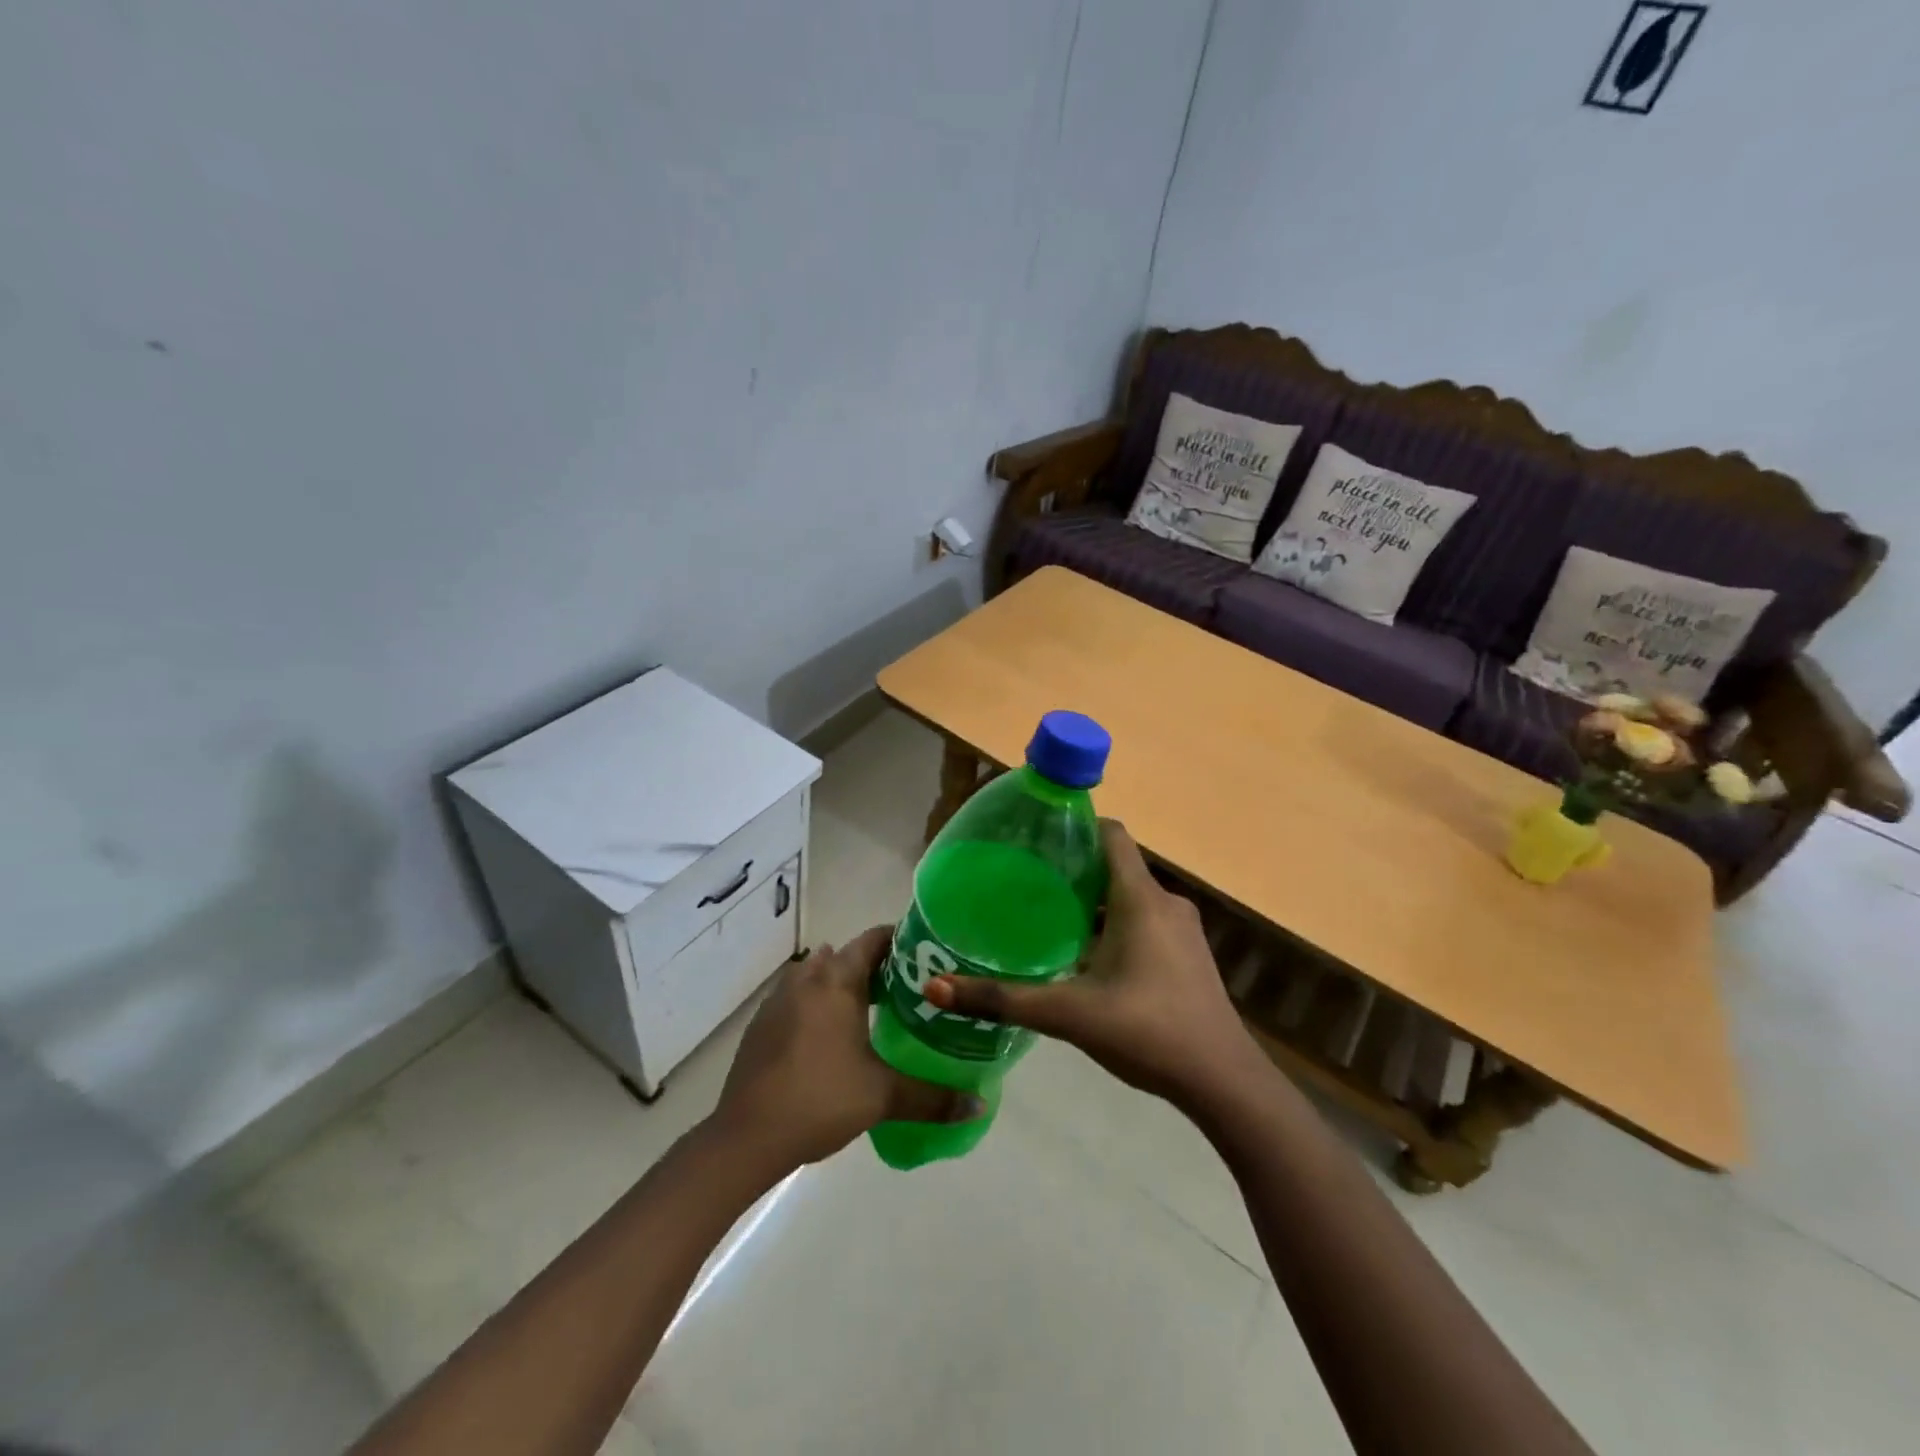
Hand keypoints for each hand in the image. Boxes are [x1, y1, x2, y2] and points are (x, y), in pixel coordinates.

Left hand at [709, 927, 982, 1172]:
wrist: (745, 1137)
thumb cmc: (820, 1100)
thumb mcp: (883, 1096)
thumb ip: (932, 1097)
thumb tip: (980, 1104)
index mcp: (837, 981)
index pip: (873, 940)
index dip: (900, 941)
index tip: (926, 954)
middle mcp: (807, 978)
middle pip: (846, 956)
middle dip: (876, 966)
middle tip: (910, 988)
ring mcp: (778, 1000)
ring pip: (819, 976)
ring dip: (844, 985)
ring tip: (874, 1010)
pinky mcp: (762, 1025)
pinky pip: (798, 999)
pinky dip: (819, 1005)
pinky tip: (832, 1038)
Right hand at [925, 820, 1260, 1107]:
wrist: (1223, 1082)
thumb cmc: (1147, 1031)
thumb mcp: (1068, 1013)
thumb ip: (1002, 999)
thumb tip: (935, 989)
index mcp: (1140, 898)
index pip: (1110, 834)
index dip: (1074, 828)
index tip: (1035, 840)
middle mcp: (1165, 902)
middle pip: (1114, 866)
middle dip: (1072, 871)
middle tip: (1026, 886)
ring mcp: (1182, 930)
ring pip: (1128, 897)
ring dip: (1092, 903)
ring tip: (1047, 919)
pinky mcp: (1188, 955)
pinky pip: (1144, 921)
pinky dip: (1114, 926)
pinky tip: (1085, 958)